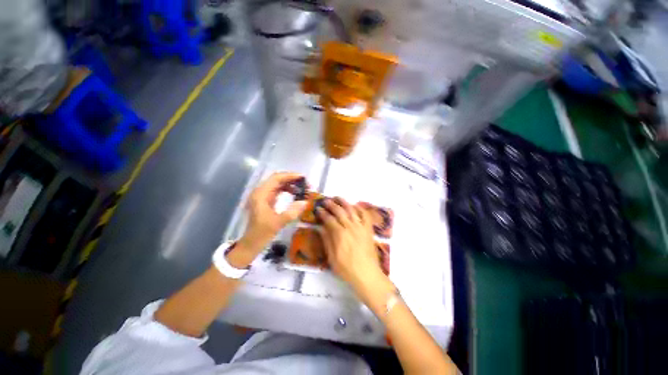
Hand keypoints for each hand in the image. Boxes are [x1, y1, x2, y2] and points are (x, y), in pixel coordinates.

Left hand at [240, 172, 307, 253]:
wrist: (251, 243)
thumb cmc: (262, 233)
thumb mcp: (278, 223)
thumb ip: (292, 212)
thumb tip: (305, 202)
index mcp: (260, 194)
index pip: (276, 178)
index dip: (290, 176)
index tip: (303, 178)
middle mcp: (261, 192)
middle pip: (278, 179)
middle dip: (292, 180)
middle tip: (306, 184)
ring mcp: (263, 196)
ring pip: (279, 184)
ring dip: (291, 185)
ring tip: (303, 189)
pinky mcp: (266, 201)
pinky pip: (278, 191)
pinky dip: (288, 190)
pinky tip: (296, 194)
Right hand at [317, 198, 389, 300]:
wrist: (367, 274)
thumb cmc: (347, 269)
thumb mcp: (332, 258)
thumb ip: (327, 240)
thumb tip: (321, 228)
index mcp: (340, 234)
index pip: (329, 219)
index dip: (322, 213)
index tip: (318, 209)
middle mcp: (350, 227)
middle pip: (339, 211)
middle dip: (331, 204)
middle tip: (326, 201)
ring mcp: (361, 227)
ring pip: (351, 209)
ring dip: (344, 202)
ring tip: (338, 198)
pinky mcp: (368, 229)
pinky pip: (365, 215)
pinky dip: (360, 208)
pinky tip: (355, 205)